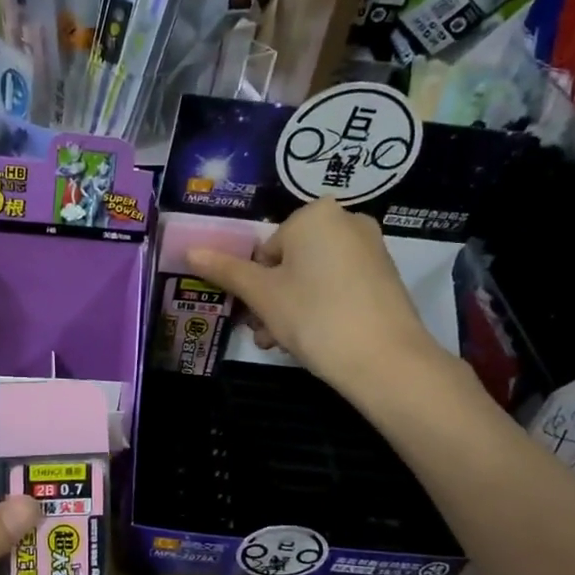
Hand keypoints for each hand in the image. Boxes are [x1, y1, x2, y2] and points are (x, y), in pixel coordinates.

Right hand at [188, 199, 463, 403]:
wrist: (384, 359)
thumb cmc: (314, 316)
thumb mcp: (262, 295)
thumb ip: (226, 270)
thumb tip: (189, 250)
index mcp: (315, 214)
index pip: (265, 249)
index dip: (253, 285)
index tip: (253, 315)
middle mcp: (347, 221)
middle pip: (290, 262)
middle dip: (271, 299)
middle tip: (265, 334)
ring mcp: (371, 249)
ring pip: (313, 277)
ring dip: (290, 309)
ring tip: (284, 344)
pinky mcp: (385, 277)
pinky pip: (339, 286)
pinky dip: (321, 308)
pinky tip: (315, 340)